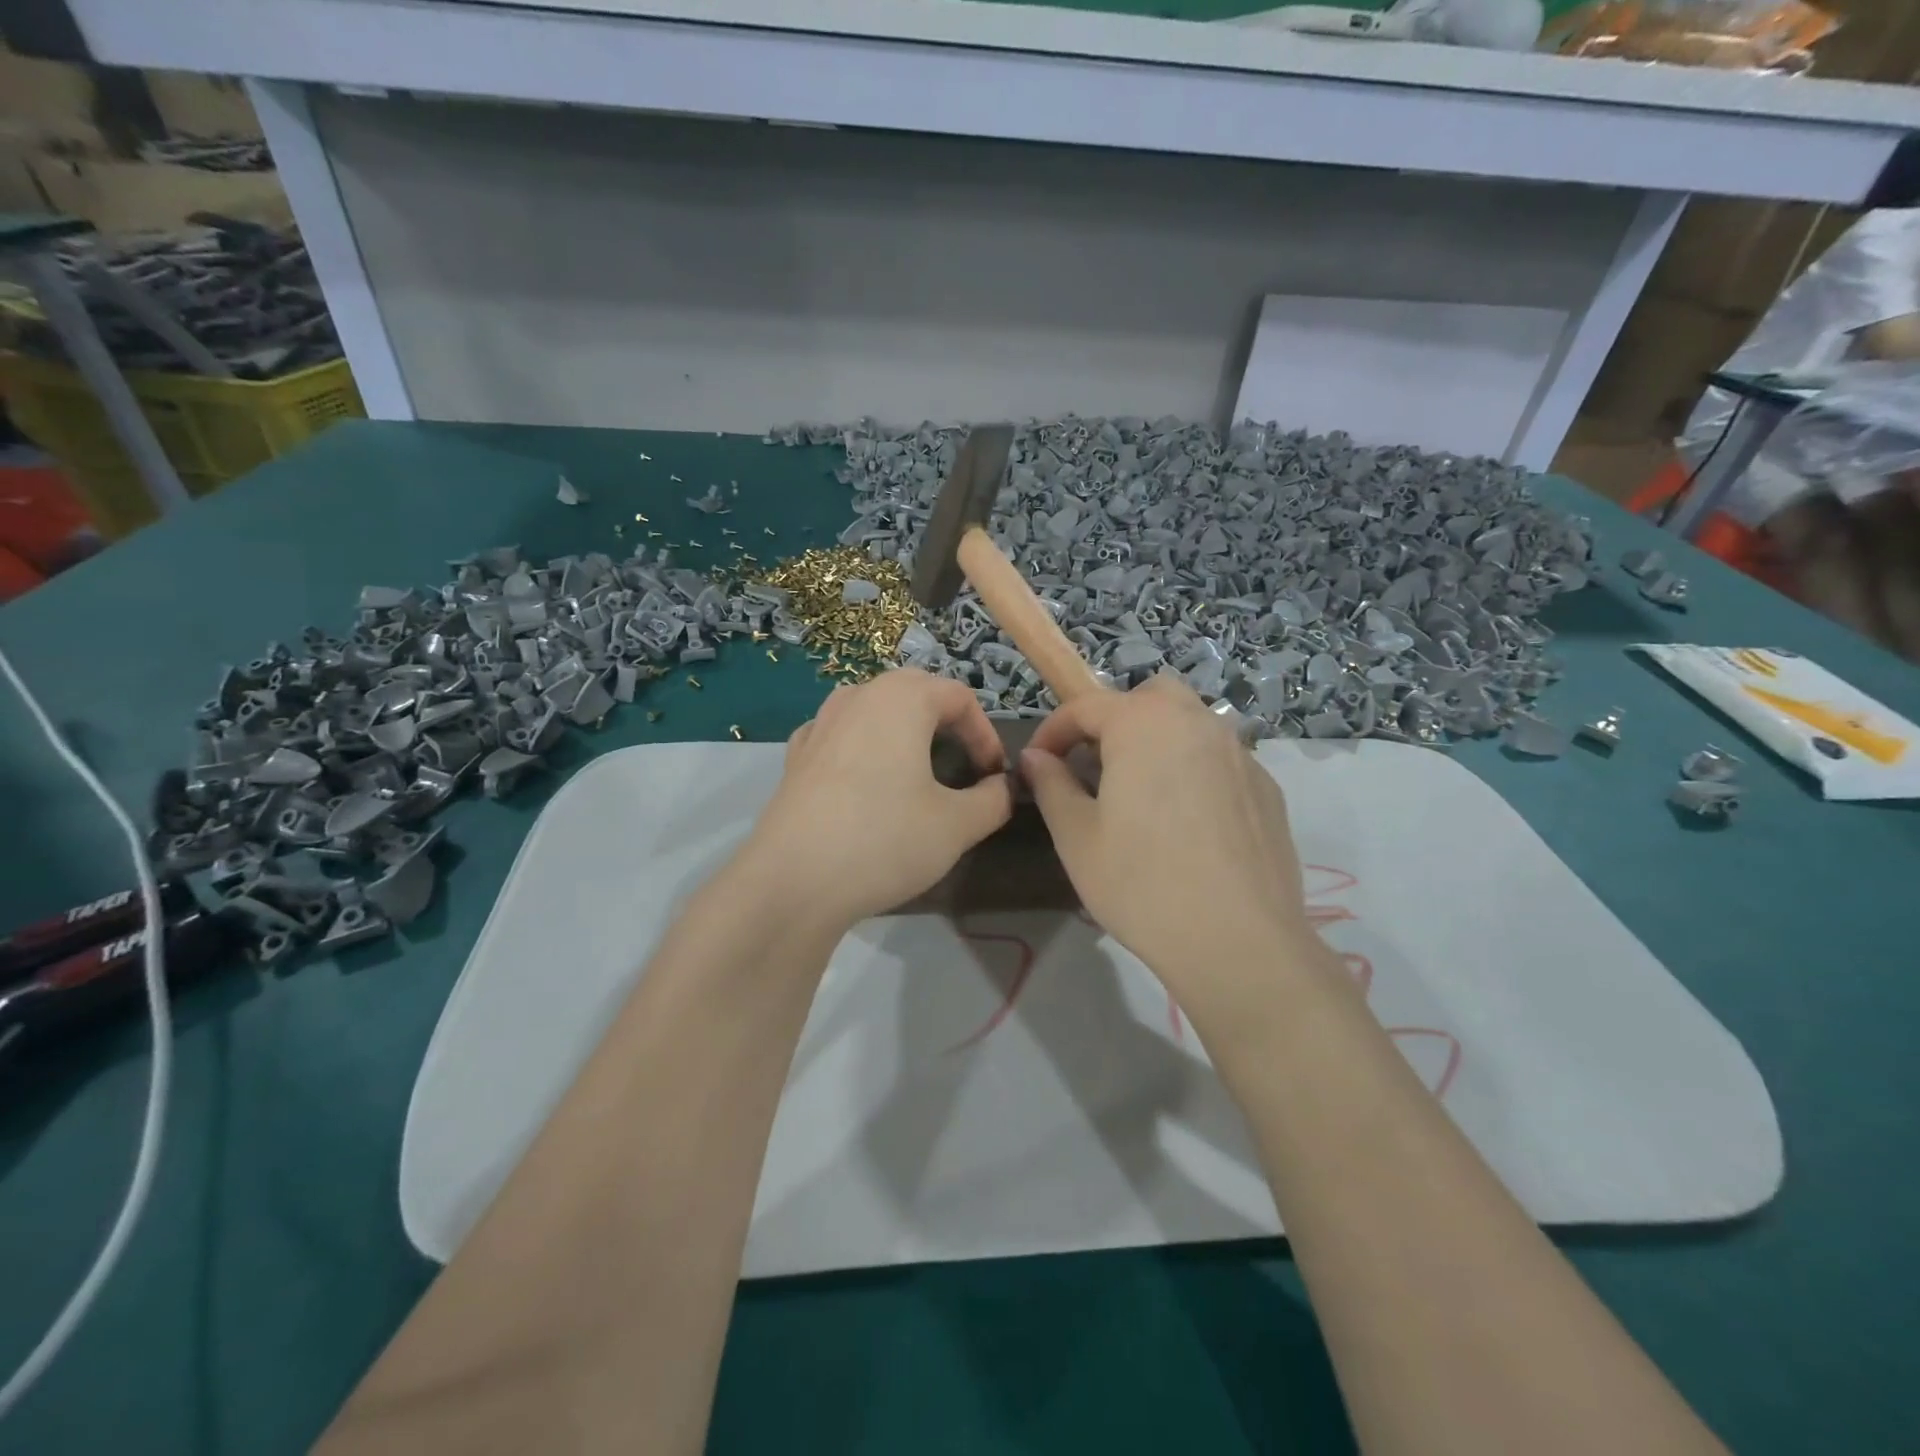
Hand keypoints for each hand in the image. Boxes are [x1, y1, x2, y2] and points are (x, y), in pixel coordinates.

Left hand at [742, 669, 1012, 927]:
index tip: (994, 777)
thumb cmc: (885, 840)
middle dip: (948, 724)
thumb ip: (993, 799)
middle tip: (964, 765)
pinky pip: (842, 735)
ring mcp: (820, 723)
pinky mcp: (796, 756)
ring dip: (904, 730)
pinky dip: (864, 747)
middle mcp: (858, 696)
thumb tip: (1002, 788)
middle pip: (916, 692)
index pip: (960, 697)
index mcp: (901, 698)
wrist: (793, 881)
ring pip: (875, 709)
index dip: (986, 734)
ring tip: (917, 769)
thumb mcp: (957, 825)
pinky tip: (867, 780)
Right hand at [1022, 676, 1318, 1018]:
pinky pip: (1220, 759)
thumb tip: (1035, 758)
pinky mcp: (1267, 787)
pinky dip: (1194, 770)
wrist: (1238, 941)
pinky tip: (1188, 823)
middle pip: (1149, 698)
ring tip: (1141, 794)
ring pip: (1190, 724)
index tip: (1037, 763)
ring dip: (1157, 741)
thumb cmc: (1141, 883)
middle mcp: (1197, 722)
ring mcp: (1240, 753)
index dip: (1053, 731)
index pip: (1085, 706)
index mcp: (1144, 724)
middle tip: (1096, 766)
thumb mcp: (1077, 836)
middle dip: (1115, 720)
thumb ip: (1051, 785)